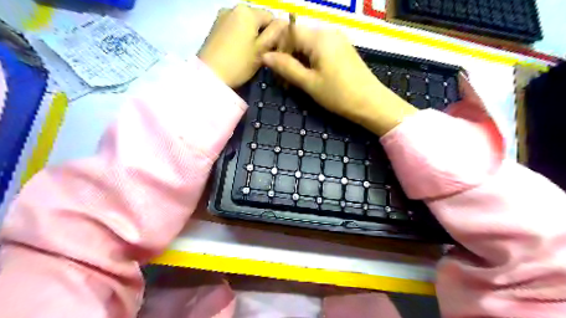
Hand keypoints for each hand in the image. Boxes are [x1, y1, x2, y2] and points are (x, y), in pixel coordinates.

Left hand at [199, 4, 287, 87]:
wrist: (208, 75)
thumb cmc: (239, 64)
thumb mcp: (261, 50)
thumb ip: (275, 34)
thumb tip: (284, 22)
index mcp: (248, 11)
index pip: (271, 17)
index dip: (276, 33)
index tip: (273, 50)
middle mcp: (234, 7)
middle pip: (257, 19)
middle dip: (262, 33)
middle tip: (261, 54)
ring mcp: (222, 16)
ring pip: (245, 24)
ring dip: (251, 35)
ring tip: (249, 54)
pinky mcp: (215, 26)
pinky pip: (234, 27)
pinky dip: (240, 36)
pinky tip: (238, 51)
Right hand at [260, 26, 413, 135]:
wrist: (371, 103)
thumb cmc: (339, 94)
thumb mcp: (309, 83)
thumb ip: (286, 67)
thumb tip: (265, 56)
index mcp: (318, 37)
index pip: (289, 33)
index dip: (278, 50)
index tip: (275, 72)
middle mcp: (328, 32)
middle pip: (298, 38)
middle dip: (287, 58)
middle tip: (284, 82)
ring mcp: (337, 40)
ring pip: (308, 46)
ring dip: (297, 62)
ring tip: (295, 84)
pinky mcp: (342, 50)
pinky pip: (319, 51)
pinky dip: (310, 63)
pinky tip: (309, 78)